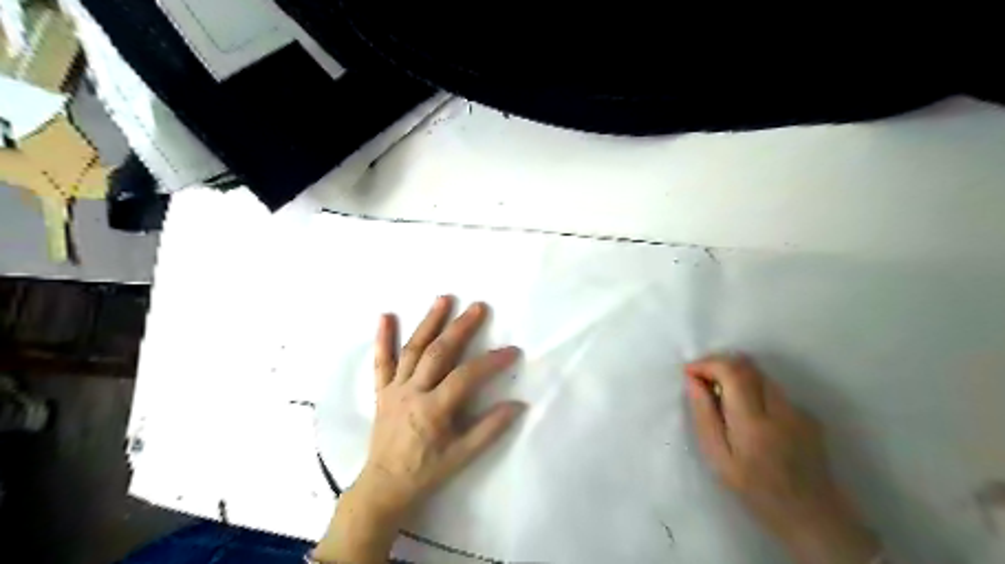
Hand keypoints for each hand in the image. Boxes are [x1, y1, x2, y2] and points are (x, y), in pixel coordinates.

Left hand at [362, 297, 526, 516]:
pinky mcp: (382, 390)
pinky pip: (381, 362)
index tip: (512, 350)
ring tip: (443, 299)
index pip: (466, 377)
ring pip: (413, 349)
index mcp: (433, 409)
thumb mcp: (462, 456)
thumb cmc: (426, 471)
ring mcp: (394, 388)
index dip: (491, 361)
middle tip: (478, 307)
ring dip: (429, 322)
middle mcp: (412, 392)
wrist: (384, 485)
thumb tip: (518, 404)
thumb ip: (490, 429)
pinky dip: (382, 338)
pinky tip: (385, 316)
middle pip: (438, 353)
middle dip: (460, 328)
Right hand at [684, 354, 880, 562]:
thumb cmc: (755, 490)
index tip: (689, 372)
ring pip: (761, 375)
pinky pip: (773, 390)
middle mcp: (780, 407)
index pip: (732, 371)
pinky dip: (753, 390)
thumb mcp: (718, 458)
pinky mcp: (808, 414)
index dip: (707, 363)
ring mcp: (798, 409)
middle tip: (701, 380)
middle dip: (719, 364)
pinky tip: (748, 414)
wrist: (812, 516)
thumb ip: (704, 415)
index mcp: (754, 421)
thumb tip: (692, 381)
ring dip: (736, 376)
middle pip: (747, 365)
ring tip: (720, 396)